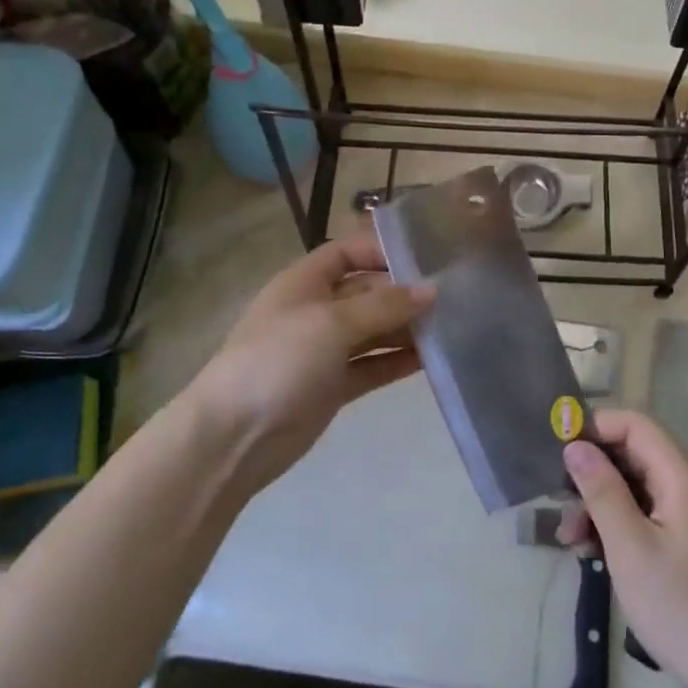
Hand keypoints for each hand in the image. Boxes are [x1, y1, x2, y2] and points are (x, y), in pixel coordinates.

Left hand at [183, 231, 434, 493]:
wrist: (235, 437)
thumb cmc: (279, 361)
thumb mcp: (332, 323)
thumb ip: (383, 306)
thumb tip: (431, 290)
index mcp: (304, 283)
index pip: (346, 252)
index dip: (381, 250)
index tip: (425, 259)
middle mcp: (315, 311)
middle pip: (366, 292)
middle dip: (403, 293)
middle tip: (452, 297)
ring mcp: (323, 351)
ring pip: (373, 331)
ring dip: (405, 329)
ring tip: (451, 328)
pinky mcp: (332, 386)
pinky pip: (371, 365)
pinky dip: (396, 362)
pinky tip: (430, 360)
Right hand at [559, 409, 687, 687]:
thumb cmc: (679, 607)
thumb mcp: (629, 547)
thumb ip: (601, 490)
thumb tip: (575, 446)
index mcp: (682, 479)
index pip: (637, 425)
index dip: (597, 428)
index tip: (560, 451)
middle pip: (634, 455)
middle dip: (593, 472)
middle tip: (559, 502)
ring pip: (636, 488)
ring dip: (600, 504)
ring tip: (570, 539)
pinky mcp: (687, 544)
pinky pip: (645, 515)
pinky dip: (617, 526)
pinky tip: (592, 553)